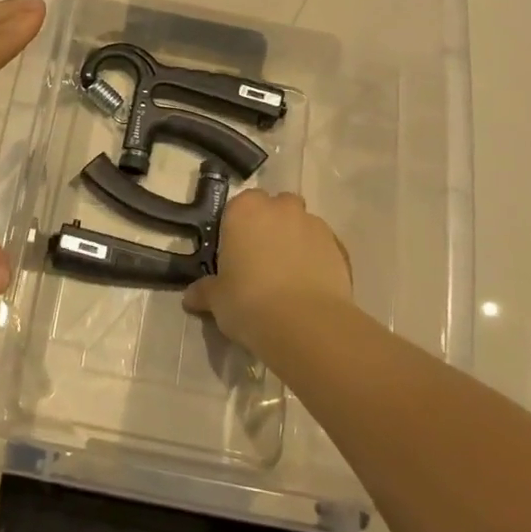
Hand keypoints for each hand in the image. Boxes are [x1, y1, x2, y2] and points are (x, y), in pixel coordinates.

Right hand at [183, 191, 351, 351]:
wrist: (305, 324)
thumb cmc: (248, 301)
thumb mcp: (217, 300)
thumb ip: (205, 291)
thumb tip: (190, 296)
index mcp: (245, 210)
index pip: (238, 207)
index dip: (237, 229)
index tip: (234, 254)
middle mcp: (281, 208)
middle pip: (275, 208)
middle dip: (270, 227)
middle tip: (261, 260)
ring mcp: (314, 225)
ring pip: (301, 225)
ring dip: (294, 241)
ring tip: (288, 277)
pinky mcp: (340, 248)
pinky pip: (322, 248)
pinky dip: (316, 260)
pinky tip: (309, 287)